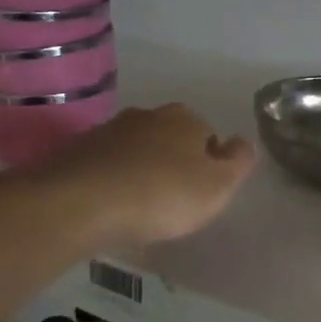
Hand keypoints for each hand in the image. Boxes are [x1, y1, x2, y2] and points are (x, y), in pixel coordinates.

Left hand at [49, 103, 256, 247]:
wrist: (80, 204)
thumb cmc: (162, 195)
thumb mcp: (218, 186)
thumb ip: (239, 162)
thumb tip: (244, 143)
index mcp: (185, 119)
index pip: (209, 136)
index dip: (210, 164)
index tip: (202, 193)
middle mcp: (147, 115)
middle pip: (170, 139)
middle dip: (174, 163)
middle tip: (172, 200)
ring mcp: (108, 130)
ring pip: (136, 150)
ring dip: (141, 170)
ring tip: (139, 206)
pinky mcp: (76, 151)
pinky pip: (105, 165)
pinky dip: (111, 180)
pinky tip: (110, 206)